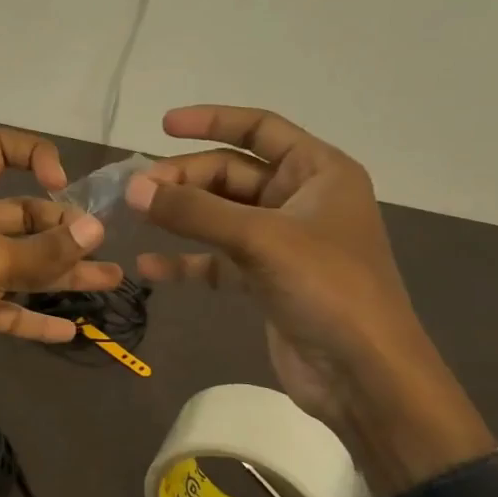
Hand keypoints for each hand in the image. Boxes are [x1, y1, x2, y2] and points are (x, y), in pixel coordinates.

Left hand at [0, 129, 122, 433]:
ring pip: (20, 262)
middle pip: (19, 214)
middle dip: (61, 229)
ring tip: (110, 279)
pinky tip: (70, 328)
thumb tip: (95, 231)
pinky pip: (8, 304)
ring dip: (61, 272)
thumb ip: (43, 249)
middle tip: (100, 247)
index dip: (35, 156)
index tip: (64, 187)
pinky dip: (35, 315)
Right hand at [125, 105, 494, 494]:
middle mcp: (301, 200)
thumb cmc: (327, 288)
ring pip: (220, 216)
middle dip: (185, 178)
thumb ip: (194, 211)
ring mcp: (282, 242)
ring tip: (137, 217)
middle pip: (232, 174)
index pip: (260, 129)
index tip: (162, 126)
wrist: (364, 375)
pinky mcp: (266, 280)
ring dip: (181, 216)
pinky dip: (187, 260)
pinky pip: (217, 259)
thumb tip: (133, 188)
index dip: (212, 121)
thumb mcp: (260, 239)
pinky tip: (150, 266)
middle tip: (139, 190)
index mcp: (319, 172)